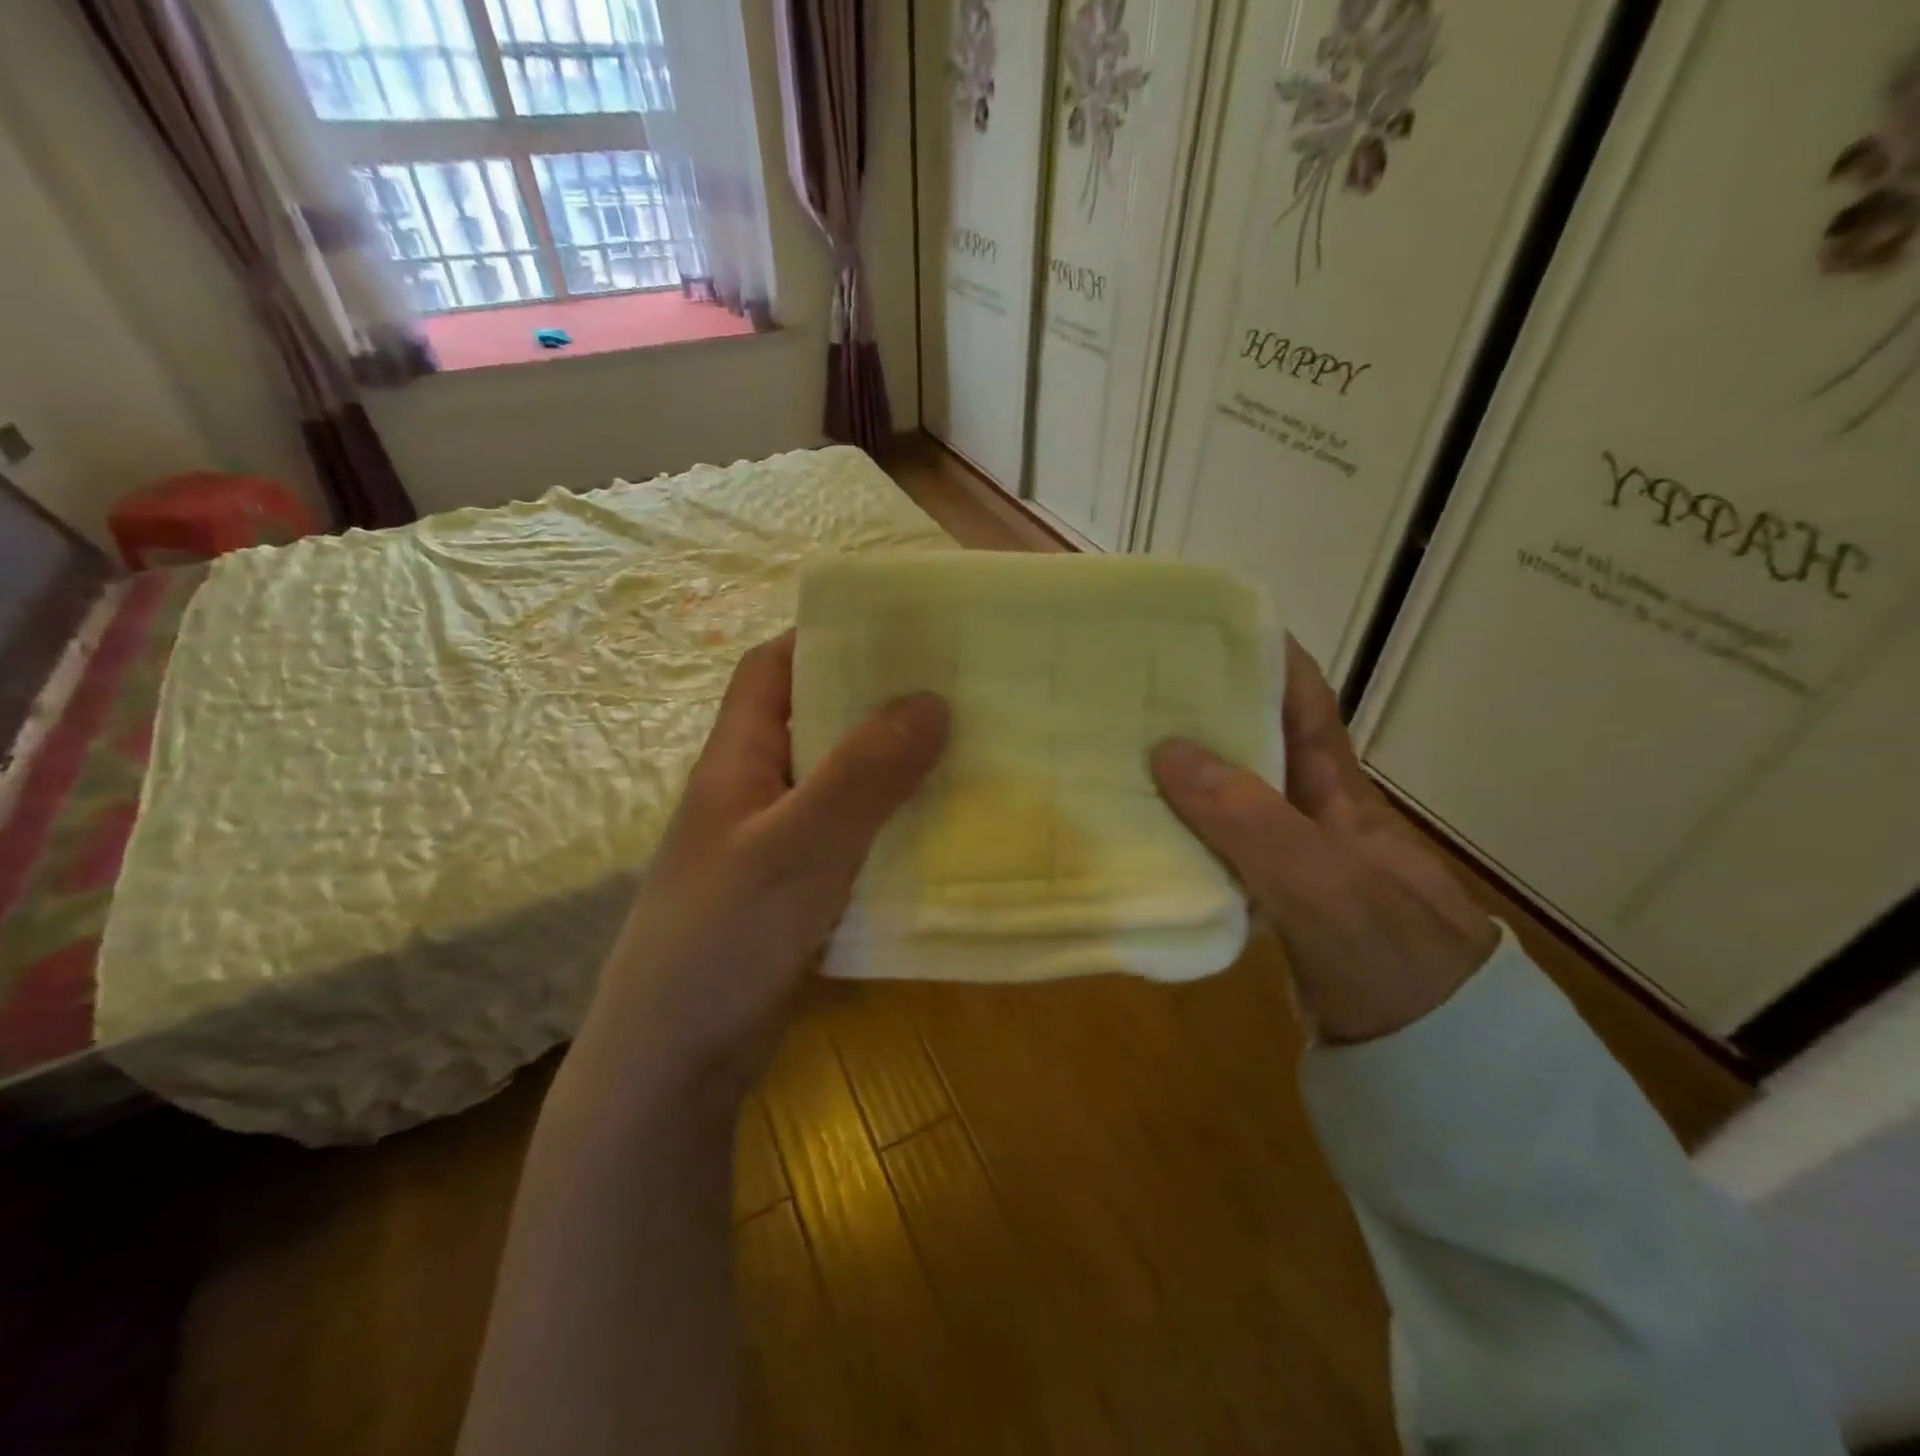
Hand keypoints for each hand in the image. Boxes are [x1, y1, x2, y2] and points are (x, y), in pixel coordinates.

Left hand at [574, 631, 948, 1105]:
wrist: (675, 1064)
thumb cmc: (723, 940)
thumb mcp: (796, 848)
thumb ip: (861, 775)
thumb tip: (931, 700)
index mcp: (736, 761)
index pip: (770, 670)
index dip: (823, 639)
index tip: (897, 633)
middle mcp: (754, 793)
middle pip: (815, 724)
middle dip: (876, 704)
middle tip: (954, 690)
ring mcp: (774, 847)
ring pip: (840, 785)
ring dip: (891, 769)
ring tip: (964, 752)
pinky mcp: (796, 893)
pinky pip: (851, 840)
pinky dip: (890, 827)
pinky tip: (938, 833)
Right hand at [1151, 638, 1497, 1043]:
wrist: (1432, 1060)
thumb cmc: (1386, 955)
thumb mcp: (1319, 879)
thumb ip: (1247, 818)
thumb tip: (1167, 750)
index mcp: (1340, 794)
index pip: (1306, 706)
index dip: (1271, 660)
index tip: (1215, 628)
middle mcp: (1316, 816)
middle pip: (1259, 749)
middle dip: (1210, 715)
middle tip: (1140, 693)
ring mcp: (1296, 862)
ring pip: (1235, 802)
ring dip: (1190, 776)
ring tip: (1127, 752)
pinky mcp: (1277, 904)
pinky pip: (1223, 852)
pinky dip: (1189, 836)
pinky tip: (1149, 833)